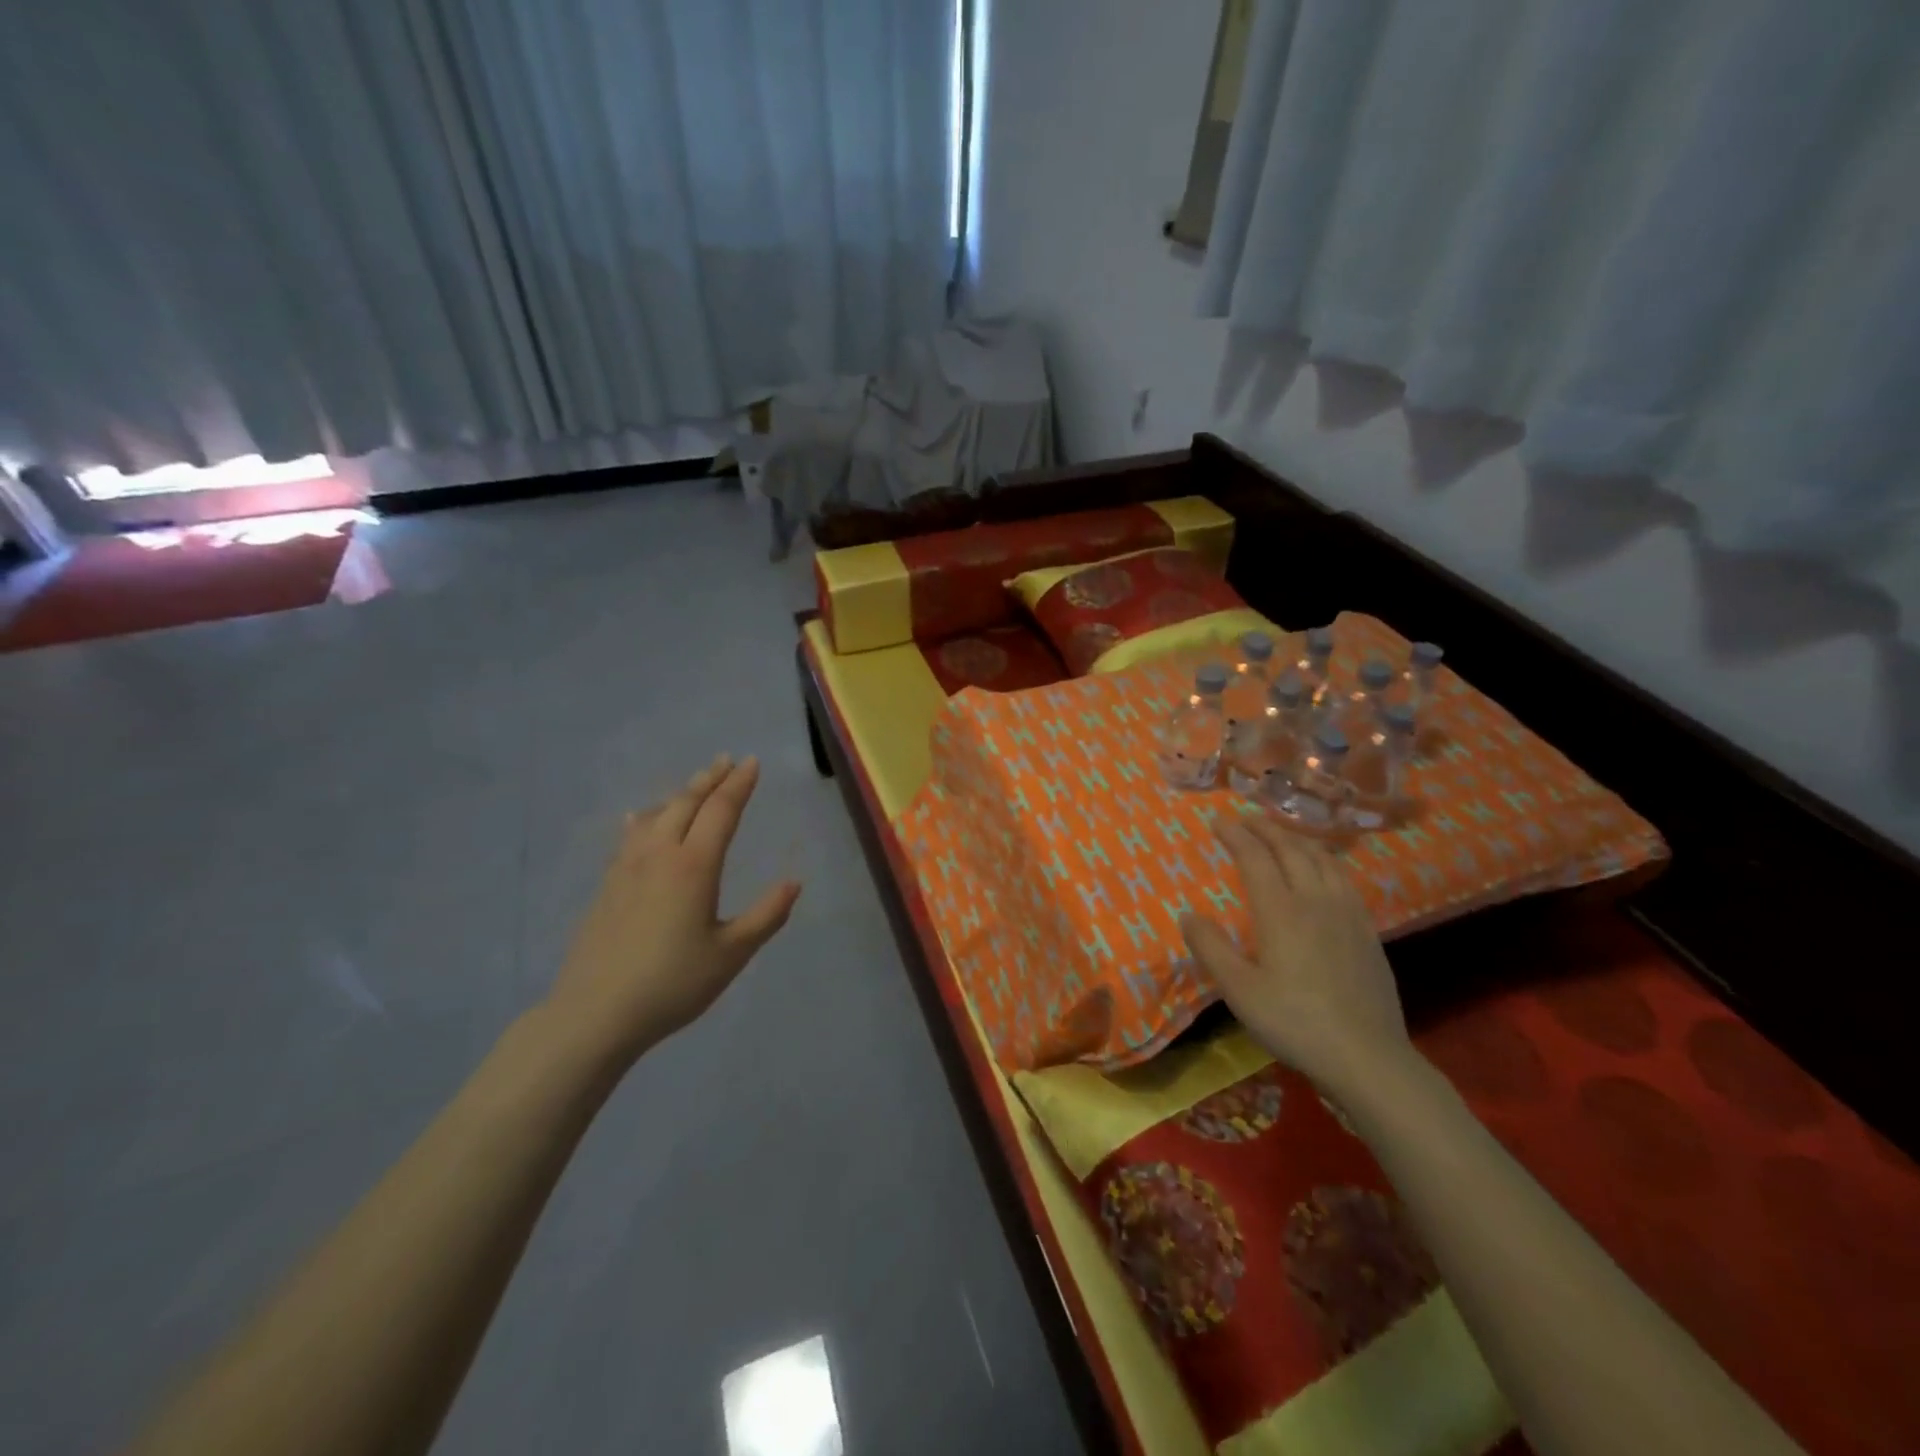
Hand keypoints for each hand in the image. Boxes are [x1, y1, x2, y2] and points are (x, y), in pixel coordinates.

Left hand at [545, 754, 800, 1064]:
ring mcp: (627, 867)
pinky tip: (641, 818)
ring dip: (680, 793)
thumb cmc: (673, 983)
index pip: (721, 811)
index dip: (739, 785)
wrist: (595, 1013)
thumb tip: (794, 883)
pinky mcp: (608, 885)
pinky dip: (646, 817)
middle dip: (710, 779)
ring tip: (695, 784)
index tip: (752, 762)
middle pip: (687, 803)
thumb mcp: (732, 954)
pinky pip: (631, 835)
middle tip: (727, 760)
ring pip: (657, 814)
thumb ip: (766, 915)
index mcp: (694, 865)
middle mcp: (660, 854)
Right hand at [1180, 814, 1409, 1094]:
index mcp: (1280, 911)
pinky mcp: (1367, 930)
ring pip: (1322, 859)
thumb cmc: (1294, 1022)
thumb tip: (1188, 914)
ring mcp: (1347, 913)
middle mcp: (1315, 901)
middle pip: (1290, 850)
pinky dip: (1325, 859)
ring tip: (1281, 834)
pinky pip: (1344, 878)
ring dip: (1297, 839)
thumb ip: (1211, 948)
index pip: (1255, 858)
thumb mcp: (1239, 991)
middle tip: (1246, 818)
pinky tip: (1323, 870)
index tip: (1218, 821)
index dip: (1235, 835)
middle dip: (1265, 828)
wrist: (1367, 1056)